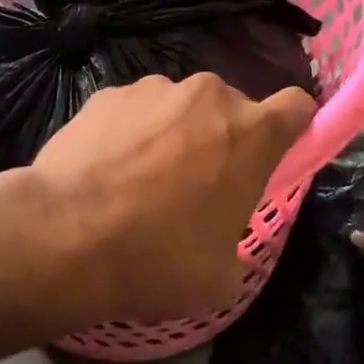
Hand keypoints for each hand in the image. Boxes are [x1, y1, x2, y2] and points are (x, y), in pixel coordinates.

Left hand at [29, 73, 315, 324]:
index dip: (294, 128)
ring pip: (179, 108)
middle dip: (222, 138)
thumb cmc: (158, 258)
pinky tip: (105, 172)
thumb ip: (237, 236)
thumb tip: (221, 231)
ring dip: (173, 134)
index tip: (276, 155)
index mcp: (251, 132)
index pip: (298, 106)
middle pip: (231, 108)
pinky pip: (134, 111)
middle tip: (195, 186)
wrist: (65, 234)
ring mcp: (153, 88)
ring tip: (139, 181)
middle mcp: (207, 95)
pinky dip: (130, 133)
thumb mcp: (222, 275)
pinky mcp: (107, 93)